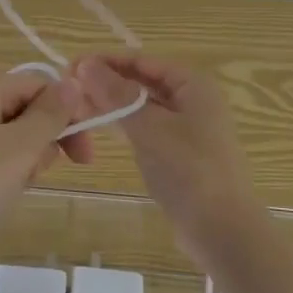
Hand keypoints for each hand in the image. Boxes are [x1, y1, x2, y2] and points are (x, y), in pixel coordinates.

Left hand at [0, 70, 88, 277]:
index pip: (40, 87)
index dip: (68, 119)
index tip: (84, 161)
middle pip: (20, 108)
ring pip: (0, 133)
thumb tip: (73, 84)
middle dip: (37, 144)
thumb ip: (50, 115)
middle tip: (31, 180)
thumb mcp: (18, 151)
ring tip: (3, 195)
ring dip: (16, 161)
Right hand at [73, 54, 264, 262]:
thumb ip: (117, 95)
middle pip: (142, 81)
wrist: (224, 232)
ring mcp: (186, 128)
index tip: (71, 66)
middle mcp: (191, 100)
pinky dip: (123, 125)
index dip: (106, 61)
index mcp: (192, 84)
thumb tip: (84, 64)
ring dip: (111, 104)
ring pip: (141, 106)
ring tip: (76, 107)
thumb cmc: (190, 171)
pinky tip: (99, 127)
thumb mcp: (150, 128)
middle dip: (106, 82)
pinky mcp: (177, 154)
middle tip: (68, 89)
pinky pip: (145, 128)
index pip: (142, 61)